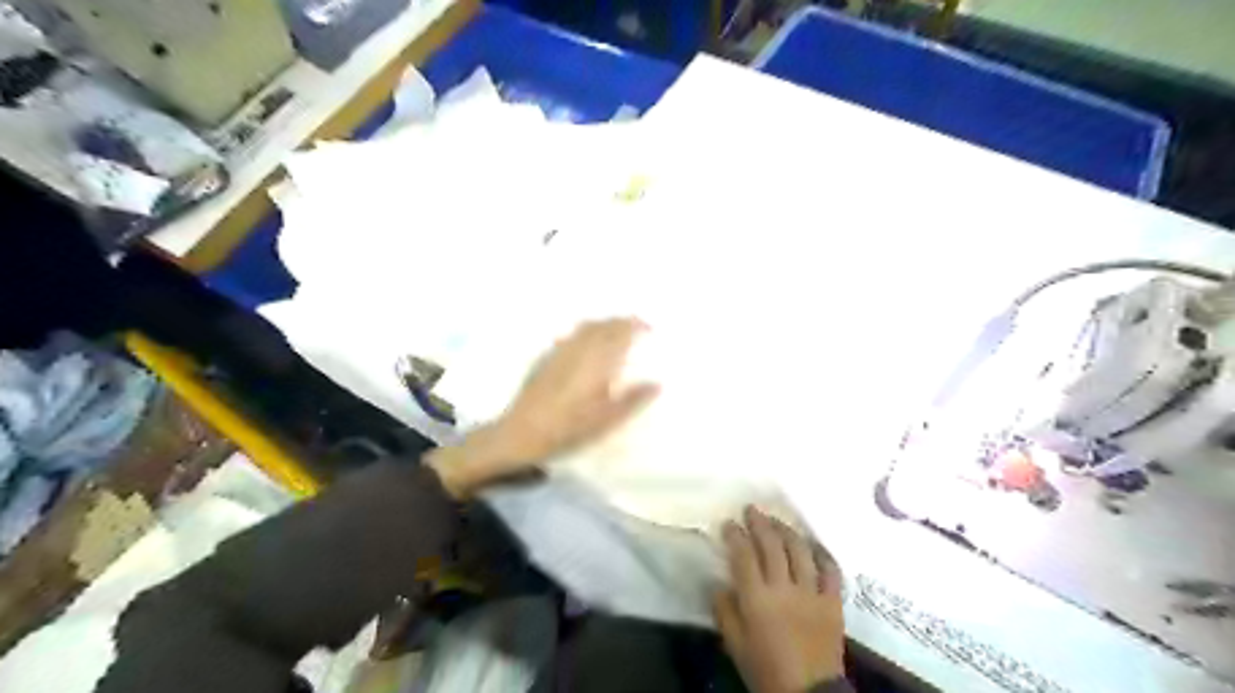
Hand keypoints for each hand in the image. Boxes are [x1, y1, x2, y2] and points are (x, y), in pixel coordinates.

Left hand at [427, 318, 659, 499]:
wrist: (523, 432)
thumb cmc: (569, 428)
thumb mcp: (607, 419)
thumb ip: (633, 399)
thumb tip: (656, 383)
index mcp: (598, 360)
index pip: (620, 332)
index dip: (635, 325)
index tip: (649, 328)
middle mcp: (580, 348)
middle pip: (603, 325)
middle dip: (621, 322)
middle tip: (635, 327)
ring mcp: (560, 350)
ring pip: (586, 327)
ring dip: (603, 324)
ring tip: (614, 332)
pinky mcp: (546, 358)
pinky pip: (571, 335)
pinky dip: (585, 332)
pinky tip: (585, 344)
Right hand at [716, 503, 849, 692]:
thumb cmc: (766, 670)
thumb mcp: (735, 644)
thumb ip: (725, 611)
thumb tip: (719, 583)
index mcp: (757, 599)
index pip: (744, 555)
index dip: (736, 535)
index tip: (729, 523)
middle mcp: (784, 588)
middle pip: (772, 545)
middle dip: (760, 523)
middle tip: (752, 510)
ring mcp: (812, 593)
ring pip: (800, 550)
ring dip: (787, 531)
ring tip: (778, 521)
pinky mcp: (833, 602)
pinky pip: (831, 570)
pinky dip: (822, 554)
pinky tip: (813, 546)